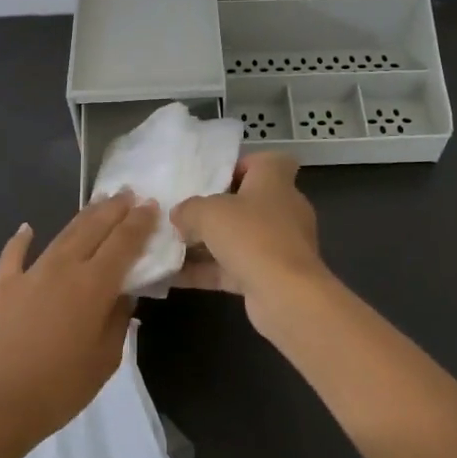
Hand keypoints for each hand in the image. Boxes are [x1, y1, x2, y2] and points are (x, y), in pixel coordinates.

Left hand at [0, 191, 156, 452]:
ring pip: (63, 234)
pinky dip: (21, 239)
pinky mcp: (4, 286)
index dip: (140, 222)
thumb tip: (123, 293)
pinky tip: (27, 228)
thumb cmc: (60, 388)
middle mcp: (64, 267)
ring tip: (98, 201)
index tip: (152, 205)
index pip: (123, 242)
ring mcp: (31, 273)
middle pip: (94, 228)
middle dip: (114, 208)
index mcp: (94, 284)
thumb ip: (118, 319)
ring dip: (83, 215)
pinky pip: (14, 255)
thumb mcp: (106, 359)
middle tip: (129, 193)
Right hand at [170, 153, 333, 337]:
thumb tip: (179, 215)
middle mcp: (283, 209)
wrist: (286, 295)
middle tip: (184, 214)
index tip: (213, 179)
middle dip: (214, 210)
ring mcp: (279, 245)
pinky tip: (172, 277)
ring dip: (206, 243)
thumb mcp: (208, 212)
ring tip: (170, 245)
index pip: (266, 162)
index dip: (241, 166)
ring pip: (238, 237)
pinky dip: (207, 271)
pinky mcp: (271, 276)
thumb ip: (188, 209)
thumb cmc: (251, 236)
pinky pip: (233, 267)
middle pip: (247, 202)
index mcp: (275, 180)